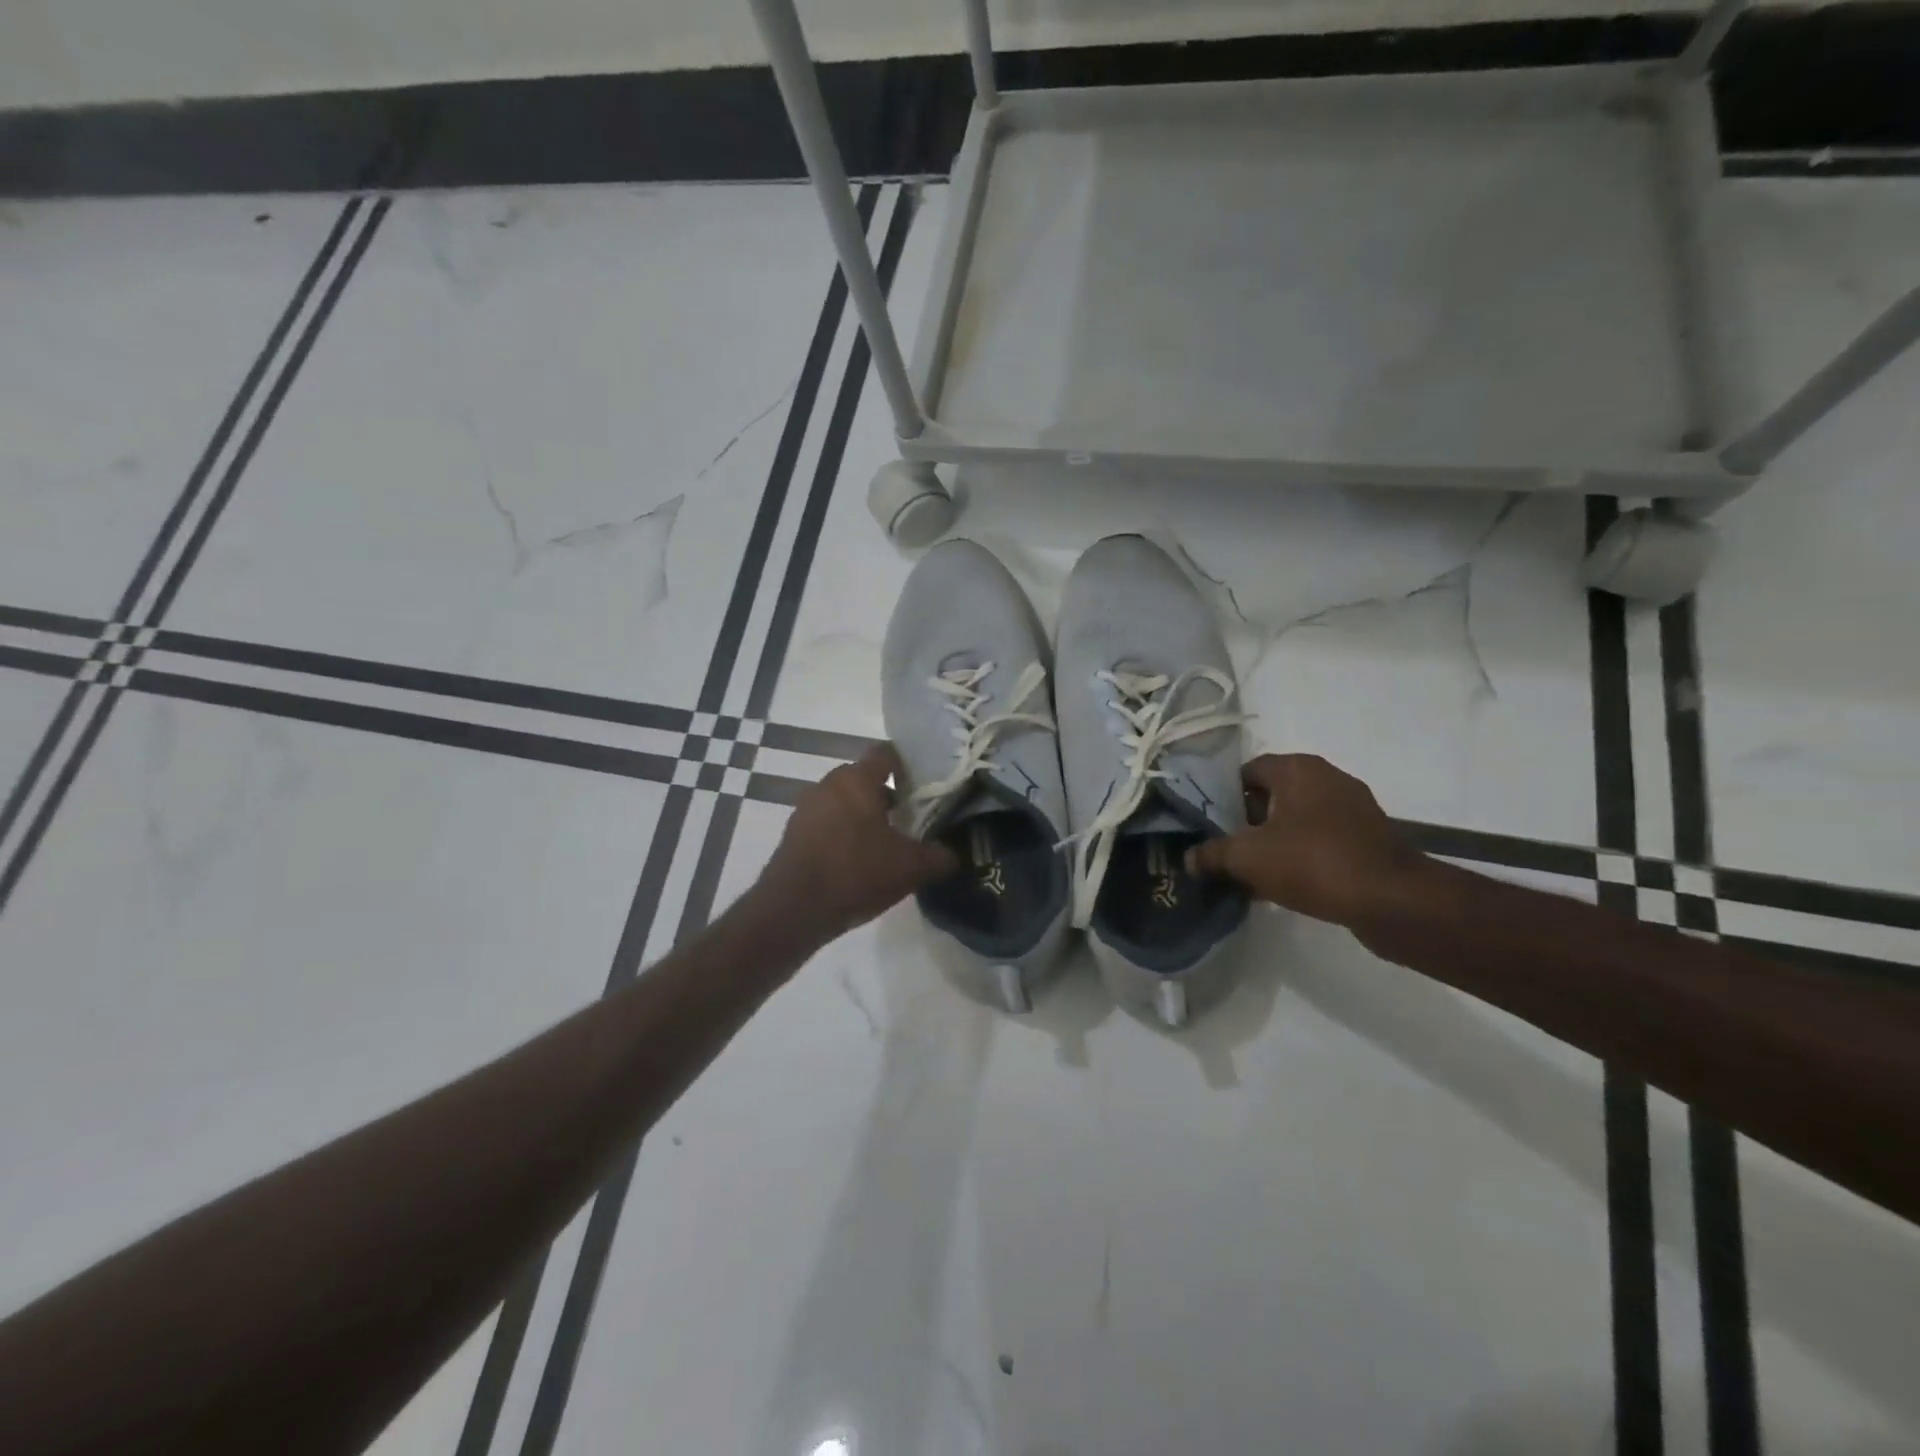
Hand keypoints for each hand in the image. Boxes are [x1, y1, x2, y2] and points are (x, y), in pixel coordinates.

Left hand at [759, 744, 959, 943]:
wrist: (794, 909)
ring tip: (885, 845)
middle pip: (863, 779)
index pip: (885, 753)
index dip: (907, 765)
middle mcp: (828, 784)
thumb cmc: (857, 872)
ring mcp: (806, 808)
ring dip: (863, 817)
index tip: (923, 786)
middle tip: (910, 820)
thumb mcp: (911, 867)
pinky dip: (842, 834)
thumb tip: (955, 854)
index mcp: (857, 780)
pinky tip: (857, 862)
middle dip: (887, 796)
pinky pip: (826, 824)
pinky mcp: (793, 834)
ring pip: (843, 802)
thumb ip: (940, 856)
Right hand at [1185, 754, 1423, 927]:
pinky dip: (1301, 856)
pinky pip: (1321, 840)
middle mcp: (1327, 778)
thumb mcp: (1248, 858)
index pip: (1247, 771)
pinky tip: (1284, 885)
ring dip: (1273, 842)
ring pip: (1297, 821)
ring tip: (1251, 872)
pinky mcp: (1369, 839)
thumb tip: (1188, 859)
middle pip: (1272, 796)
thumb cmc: (1313, 862)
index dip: (1223, 797)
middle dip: (1247, 822)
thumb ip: (1212, 855)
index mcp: (1297, 769)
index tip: (1209, 825)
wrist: (1391, 901)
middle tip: (1225, 850)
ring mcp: (1353, 809)